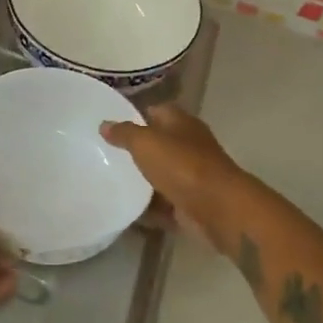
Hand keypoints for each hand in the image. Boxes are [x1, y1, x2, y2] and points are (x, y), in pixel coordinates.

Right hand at [101, 105, 245, 236]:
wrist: (218, 209)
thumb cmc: (182, 165)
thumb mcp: (146, 142)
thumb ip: (124, 133)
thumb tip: (105, 124)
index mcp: (181, 124)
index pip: (157, 111)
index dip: (136, 115)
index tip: (111, 125)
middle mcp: (189, 147)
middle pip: (158, 145)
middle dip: (135, 151)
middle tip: (104, 156)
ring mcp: (191, 177)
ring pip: (161, 176)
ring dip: (141, 182)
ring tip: (109, 184)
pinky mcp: (190, 205)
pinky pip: (164, 206)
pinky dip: (149, 210)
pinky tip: (125, 212)